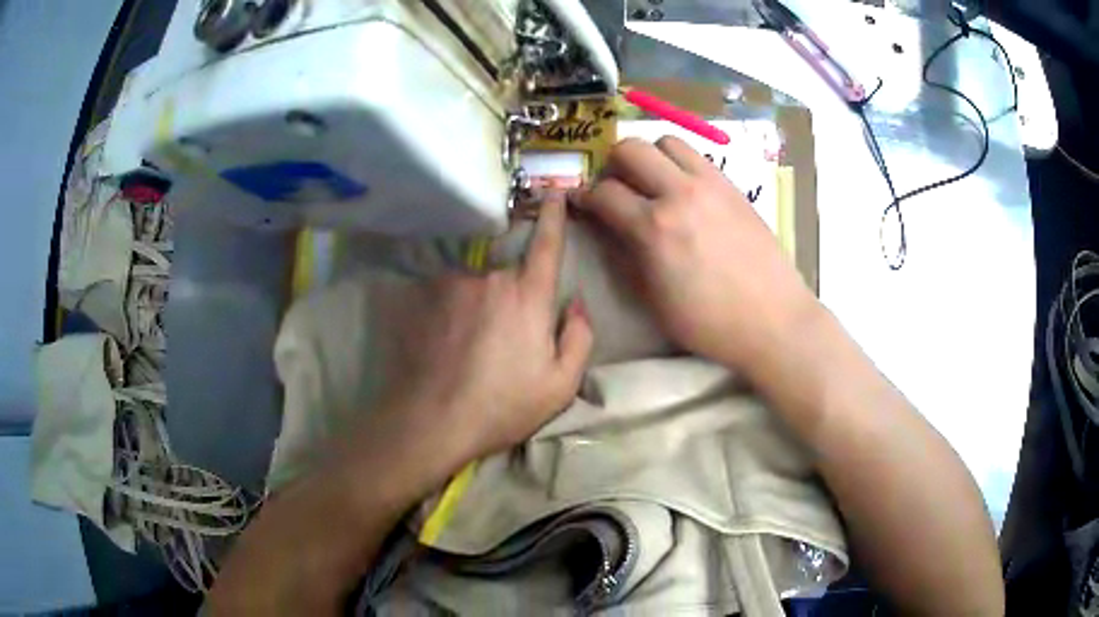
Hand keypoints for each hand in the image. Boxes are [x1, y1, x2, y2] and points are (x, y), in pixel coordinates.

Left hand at [372, 197, 592, 465]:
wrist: (434, 419)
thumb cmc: (503, 406)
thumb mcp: (560, 384)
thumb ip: (579, 336)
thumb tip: (577, 302)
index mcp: (528, 296)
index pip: (547, 244)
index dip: (554, 215)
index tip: (555, 191)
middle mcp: (490, 278)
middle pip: (508, 272)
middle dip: (513, 296)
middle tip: (505, 342)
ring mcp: (452, 285)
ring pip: (476, 285)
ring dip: (480, 307)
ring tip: (471, 351)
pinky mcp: (424, 299)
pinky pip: (448, 294)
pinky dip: (452, 312)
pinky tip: (447, 345)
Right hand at [571, 136, 817, 374]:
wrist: (773, 320)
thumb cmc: (710, 323)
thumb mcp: (654, 300)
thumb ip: (624, 255)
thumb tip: (606, 228)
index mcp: (655, 229)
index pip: (604, 193)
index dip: (584, 197)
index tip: (581, 203)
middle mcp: (680, 194)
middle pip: (630, 148)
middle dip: (612, 165)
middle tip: (616, 188)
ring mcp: (711, 184)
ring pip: (666, 141)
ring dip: (649, 156)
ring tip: (651, 183)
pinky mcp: (733, 186)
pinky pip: (697, 156)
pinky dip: (679, 163)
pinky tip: (683, 190)